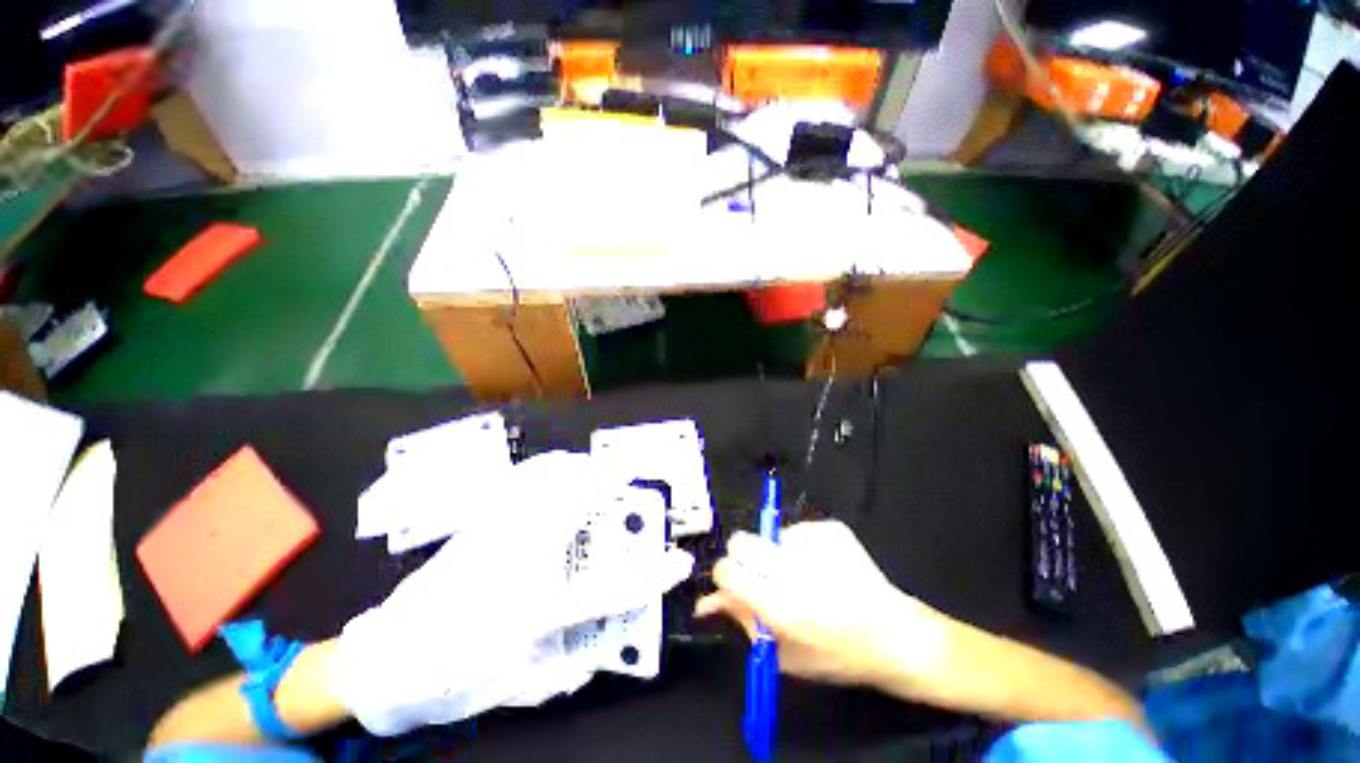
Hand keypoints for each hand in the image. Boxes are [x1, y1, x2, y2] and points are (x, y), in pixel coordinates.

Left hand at [331, 452, 693, 735]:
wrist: (383, 664)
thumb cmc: (455, 679)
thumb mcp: (520, 683)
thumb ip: (571, 659)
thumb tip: (609, 634)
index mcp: (532, 611)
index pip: (608, 591)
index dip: (650, 577)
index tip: (679, 562)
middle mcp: (517, 564)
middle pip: (576, 507)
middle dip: (610, 485)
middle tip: (631, 475)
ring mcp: (494, 536)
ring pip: (545, 484)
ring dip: (580, 470)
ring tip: (601, 466)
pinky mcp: (476, 526)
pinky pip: (519, 483)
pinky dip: (546, 469)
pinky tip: (557, 467)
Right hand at [695, 520, 949, 690]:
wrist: (894, 635)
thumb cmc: (836, 654)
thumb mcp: (783, 653)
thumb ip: (742, 620)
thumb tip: (706, 602)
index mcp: (778, 605)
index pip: (727, 570)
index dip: (726, 576)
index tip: (736, 582)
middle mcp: (792, 567)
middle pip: (740, 540)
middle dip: (744, 557)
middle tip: (763, 573)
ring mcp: (813, 542)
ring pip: (770, 536)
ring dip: (777, 553)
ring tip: (805, 576)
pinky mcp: (830, 528)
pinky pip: (798, 531)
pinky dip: (803, 547)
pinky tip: (824, 567)